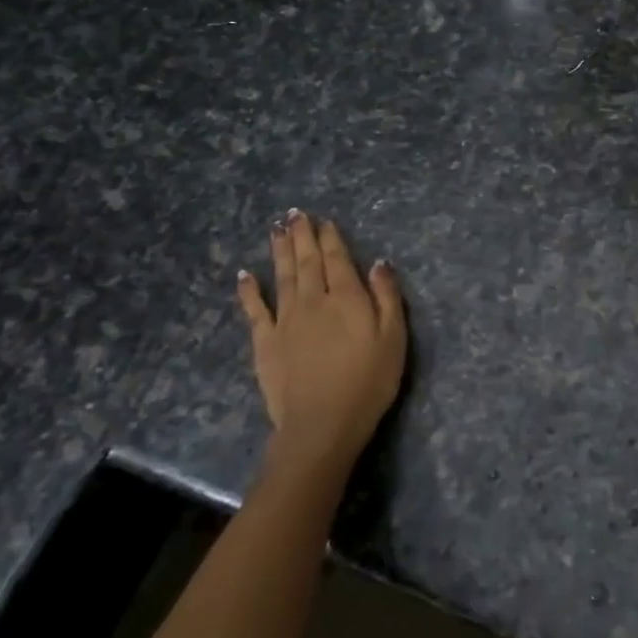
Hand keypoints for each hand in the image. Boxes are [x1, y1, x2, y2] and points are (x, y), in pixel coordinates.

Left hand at [236, 210, 407, 469]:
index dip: (331, 238)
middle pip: (307, 261)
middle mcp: (314, 300)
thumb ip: (387, 298)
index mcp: (347, 298)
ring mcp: (285, 320)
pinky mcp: (265, 341)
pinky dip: (249, 290)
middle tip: (295, 214)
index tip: (324, 220)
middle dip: (302, 236)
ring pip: (282, 276)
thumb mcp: (393, 339)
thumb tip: (378, 262)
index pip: (338, 260)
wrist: (321, 423)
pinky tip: (244, 274)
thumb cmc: (368, 383)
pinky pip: (255, 309)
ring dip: (280, 251)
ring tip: (276, 229)